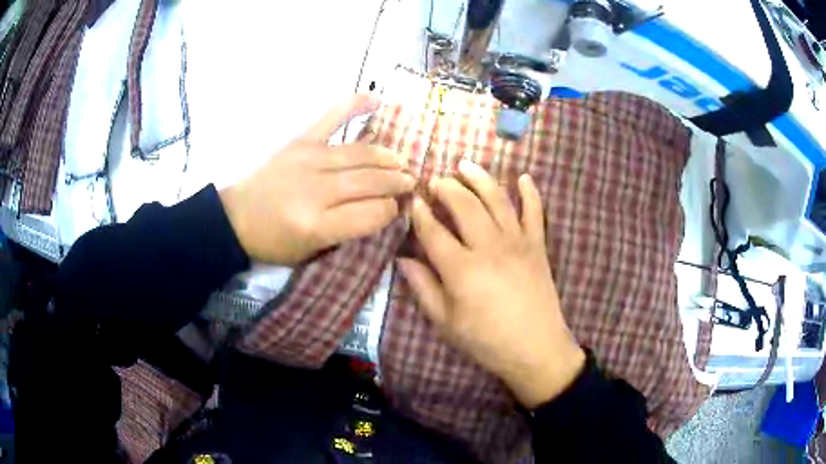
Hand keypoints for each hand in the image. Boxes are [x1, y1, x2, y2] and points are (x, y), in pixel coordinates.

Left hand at [220, 95, 414, 264]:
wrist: (236, 219)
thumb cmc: (275, 242)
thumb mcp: (312, 252)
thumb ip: (348, 232)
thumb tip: (383, 207)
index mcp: (318, 224)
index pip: (372, 213)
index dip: (391, 210)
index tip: (397, 208)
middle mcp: (315, 190)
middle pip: (370, 181)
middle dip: (396, 181)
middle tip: (410, 182)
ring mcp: (308, 160)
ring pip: (360, 153)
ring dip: (386, 156)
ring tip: (400, 161)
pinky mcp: (299, 142)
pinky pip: (331, 118)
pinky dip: (353, 105)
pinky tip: (376, 100)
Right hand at [398, 159, 584, 407]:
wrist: (536, 349)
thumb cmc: (486, 341)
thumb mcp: (445, 322)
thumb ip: (423, 287)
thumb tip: (403, 258)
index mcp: (461, 269)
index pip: (433, 231)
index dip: (420, 213)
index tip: (412, 200)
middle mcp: (489, 246)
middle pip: (464, 204)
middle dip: (446, 187)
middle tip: (435, 181)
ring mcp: (517, 241)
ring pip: (496, 198)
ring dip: (479, 177)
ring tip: (466, 164)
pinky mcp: (538, 245)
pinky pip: (535, 211)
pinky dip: (530, 192)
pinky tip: (523, 177)